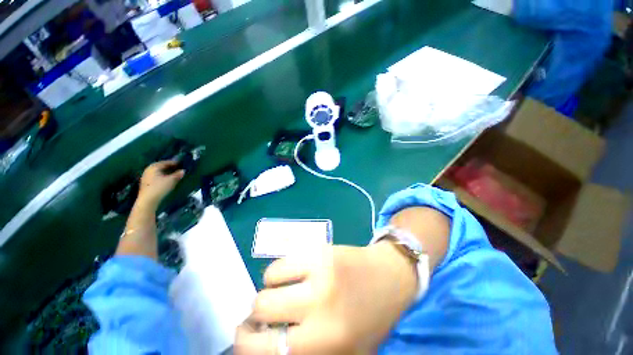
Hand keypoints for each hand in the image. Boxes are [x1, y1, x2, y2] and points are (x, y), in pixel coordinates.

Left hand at [136, 161, 184, 209]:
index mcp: (154, 167)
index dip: (174, 162)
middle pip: (160, 166)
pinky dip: (162, 175)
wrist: (148, 200)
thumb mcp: (171, 180)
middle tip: (177, 168)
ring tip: (173, 173)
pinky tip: (166, 179)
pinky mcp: (146, 182)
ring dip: (165, 171)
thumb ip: (178, 174)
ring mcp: (146, 176)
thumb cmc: (160, 187)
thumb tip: (183, 170)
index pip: (165, 162)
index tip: (181, 163)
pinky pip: (156, 176)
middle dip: (169, 167)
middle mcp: (149, 169)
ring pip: (158, 171)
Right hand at [235, 243, 417, 353]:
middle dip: (259, 314)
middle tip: (270, 312)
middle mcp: (319, 308)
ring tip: (286, 289)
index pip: (261, 350)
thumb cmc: (369, 320)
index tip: (250, 336)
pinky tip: (294, 273)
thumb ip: (304, 352)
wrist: (391, 277)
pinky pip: (283, 260)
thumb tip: (266, 342)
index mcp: (324, 345)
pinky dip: (281, 270)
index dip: (246, 344)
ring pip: (268, 280)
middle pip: (260, 308)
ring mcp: (320, 272)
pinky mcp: (321, 250)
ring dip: (271, 288)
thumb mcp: (342, 352)